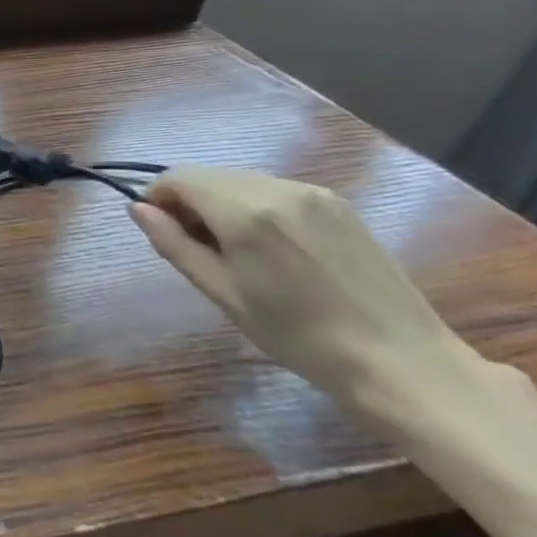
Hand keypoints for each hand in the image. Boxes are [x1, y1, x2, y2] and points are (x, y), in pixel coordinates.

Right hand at [130, 166, 471, 399]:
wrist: (399, 360)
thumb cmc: (297, 334)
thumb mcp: (222, 293)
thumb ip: (175, 244)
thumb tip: (138, 208)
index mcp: (246, 212)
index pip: (180, 177)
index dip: (158, 197)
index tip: (161, 230)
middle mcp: (279, 189)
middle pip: (210, 176)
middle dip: (190, 201)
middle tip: (194, 246)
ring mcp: (315, 194)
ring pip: (242, 182)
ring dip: (222, 204)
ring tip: (234, 251)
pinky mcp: (340, 205)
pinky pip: (276, 192)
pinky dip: (255, 208)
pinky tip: (271, 249)